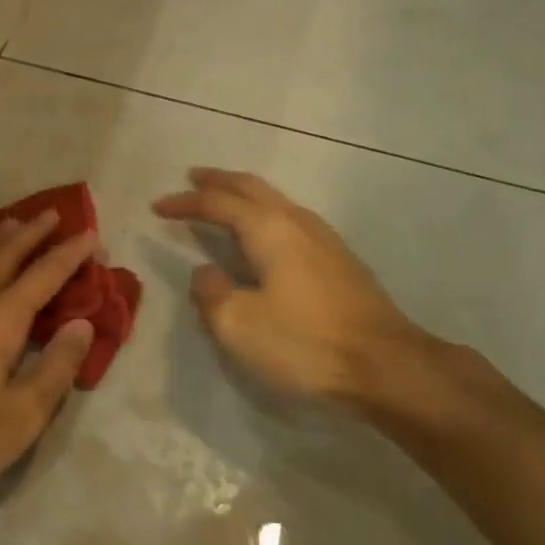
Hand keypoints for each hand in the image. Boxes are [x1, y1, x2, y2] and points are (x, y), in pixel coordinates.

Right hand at [153, 168, 461, 410]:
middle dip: (218, 181)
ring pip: (275, 200)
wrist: (387, 366)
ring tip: (224, 200)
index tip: (158, 207)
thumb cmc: (306, 343)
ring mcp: (324, 238)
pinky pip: (290, 219)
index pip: (217, 203)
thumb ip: (211, 293)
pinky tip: (264, 234)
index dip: (184, 202)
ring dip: (244, 195)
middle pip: (251, 187)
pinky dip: (264, 214)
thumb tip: (206, 273)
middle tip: (193, 178)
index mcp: (268, 228)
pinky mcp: (339, 259)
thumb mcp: (239, 325)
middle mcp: (296, 221)